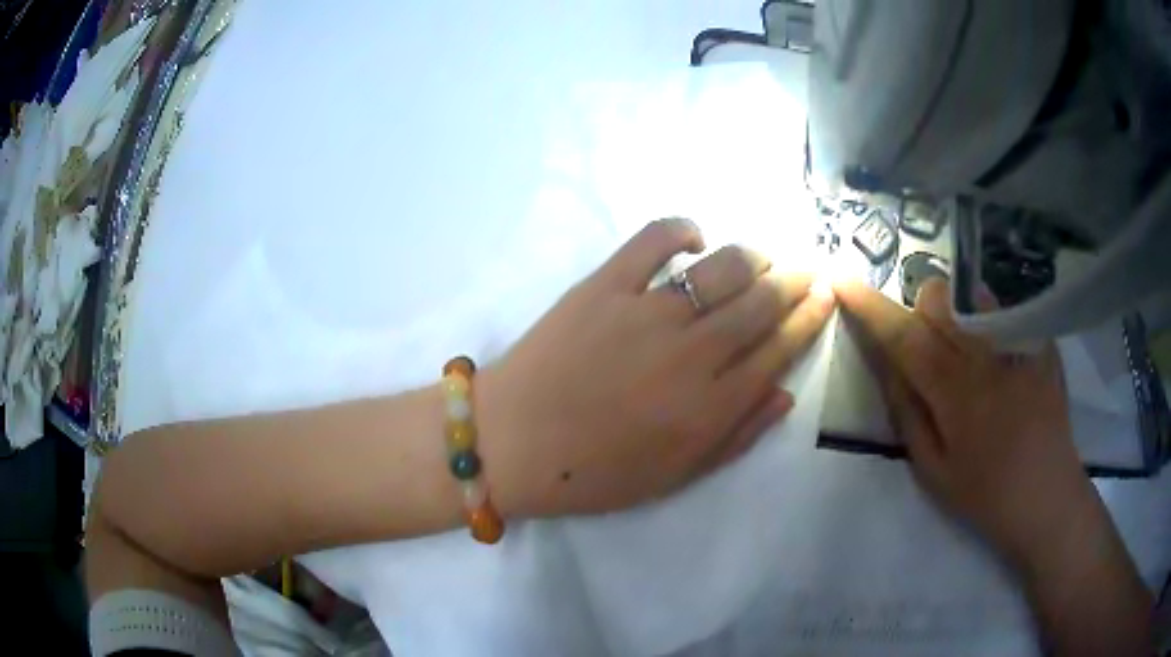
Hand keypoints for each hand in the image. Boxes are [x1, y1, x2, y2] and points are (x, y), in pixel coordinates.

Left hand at [477, 218, 835, 517]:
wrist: (511, 444)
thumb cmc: (593, 473)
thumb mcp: (675, 476)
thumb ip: (737, 437)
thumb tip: (785, 393)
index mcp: (711, 406)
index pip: (779, 350)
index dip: (809, 319)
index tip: (826, 296)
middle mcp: (692, 353)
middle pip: (761, 303)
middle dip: (794, 281)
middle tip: (806, 269)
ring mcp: (647, 313)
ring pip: (722, 268)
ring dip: (753, 256)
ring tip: (763, 257)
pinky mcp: (604, 286)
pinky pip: (652, 240)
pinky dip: (681, 230)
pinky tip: (695, 238)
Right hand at [833, 278, 1096, 568]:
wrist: (1049, 499)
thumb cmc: (987, 496)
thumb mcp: (934, 472)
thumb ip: (908, 414)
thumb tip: (888, 366)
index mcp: (955, 393)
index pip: (904, 337)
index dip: (869, 307)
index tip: (842, 281)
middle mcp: (986, 355)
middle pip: (939, 299)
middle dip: (919, 311)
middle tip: (925, 351)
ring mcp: (1019, 345)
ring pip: (972, 297)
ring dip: (954, 315)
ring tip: (966, 360)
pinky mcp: (1042, 344)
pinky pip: (1005, 312)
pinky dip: (989, 323)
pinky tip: (1001, 363)